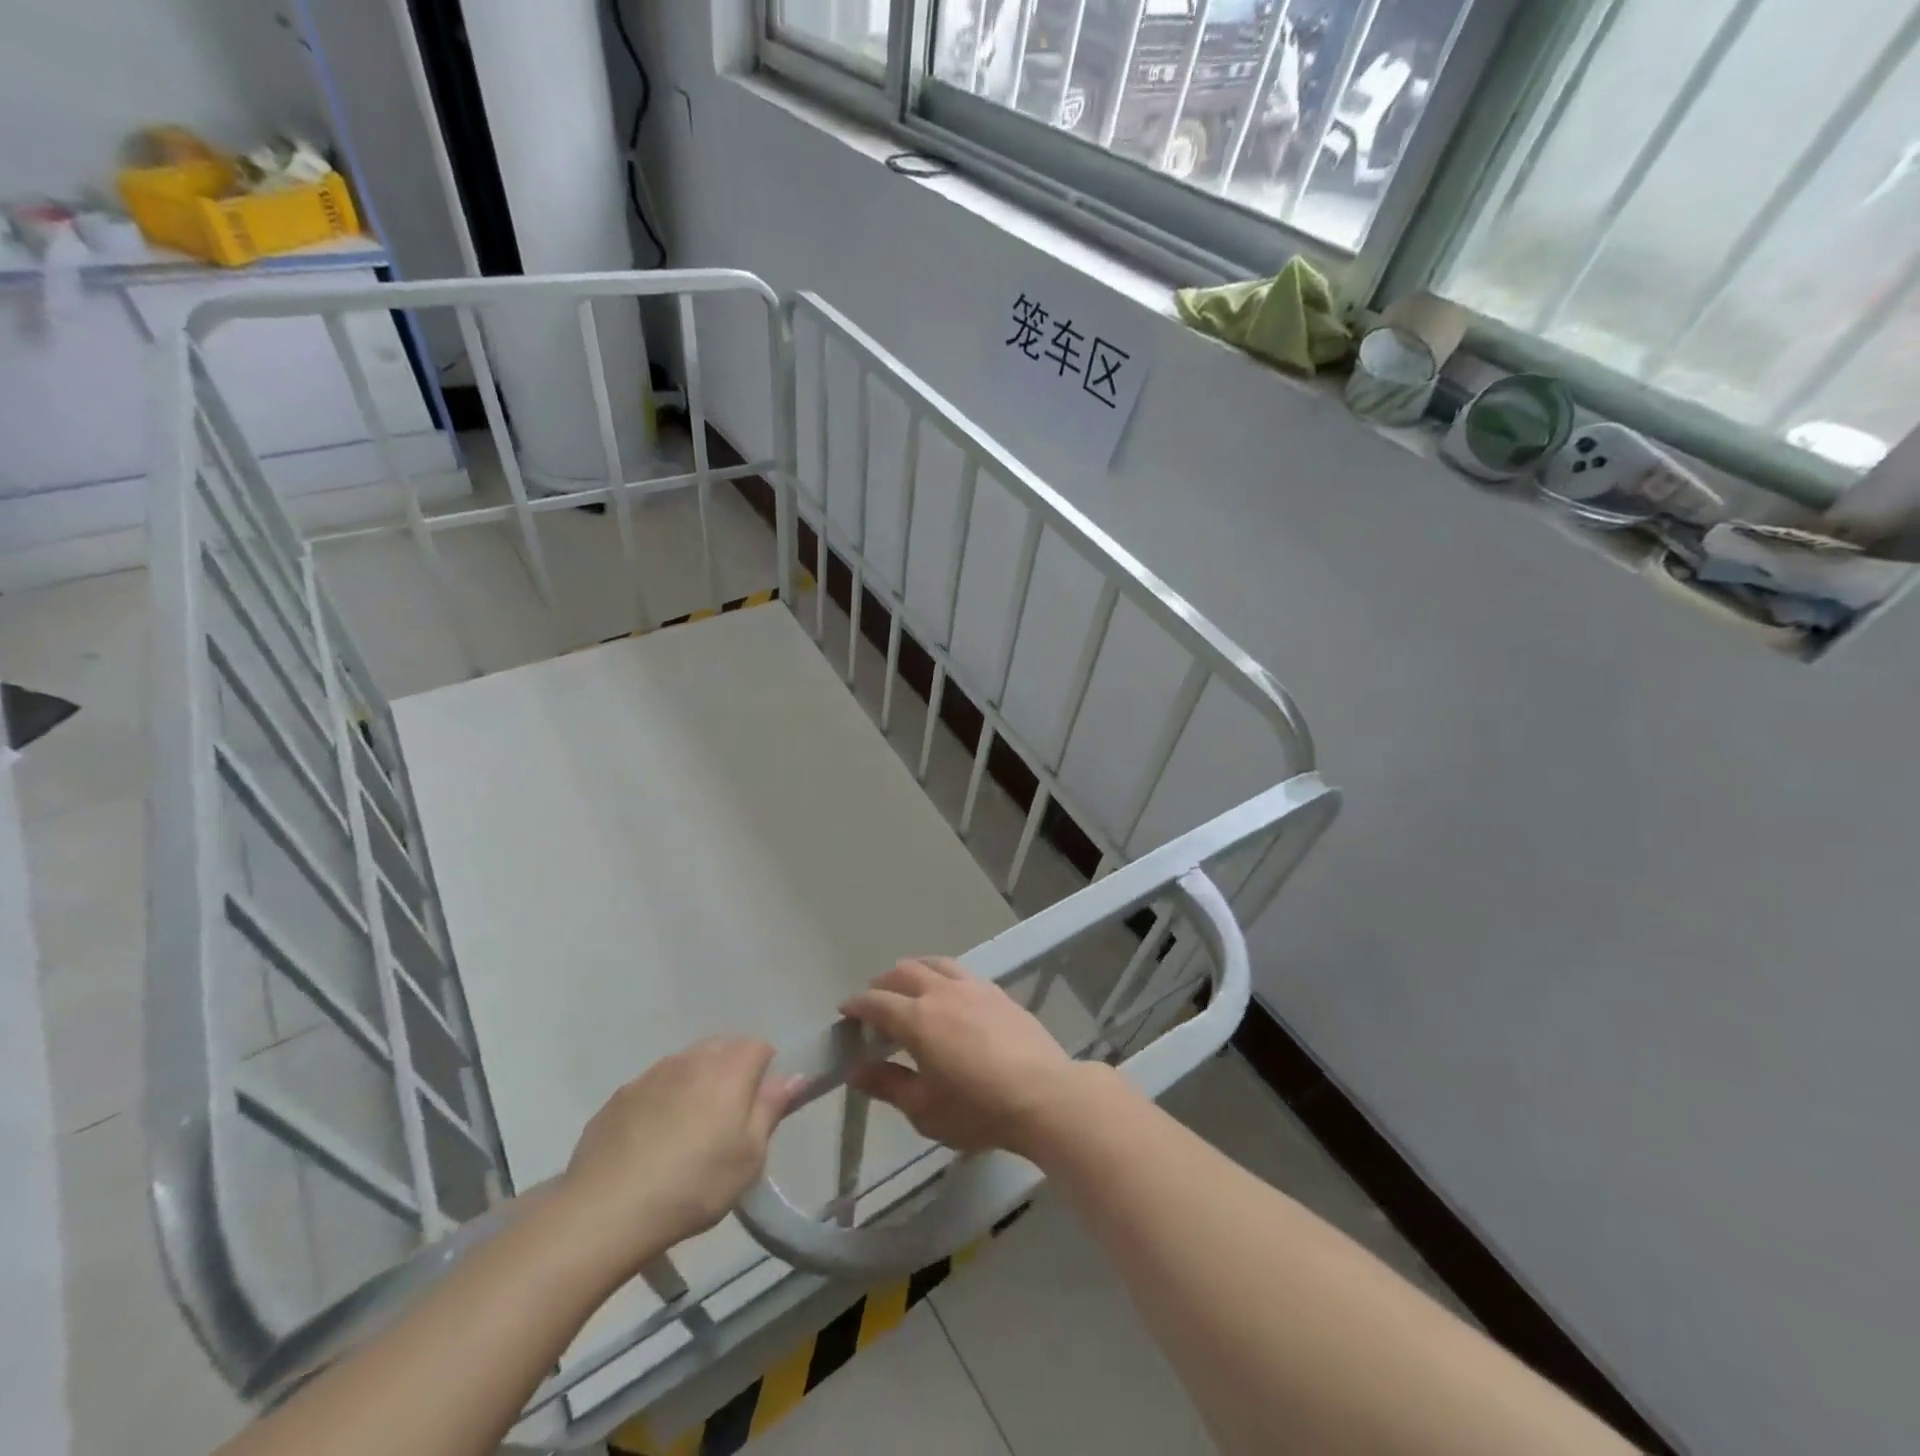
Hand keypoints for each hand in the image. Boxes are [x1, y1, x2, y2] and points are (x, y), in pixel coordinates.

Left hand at [557, 1038, 799, 1273]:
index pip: (759, 1046)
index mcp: (729, 1069)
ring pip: (685, 1065)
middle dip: (730, 1073)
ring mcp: (651, 1074)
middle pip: (722, 1048)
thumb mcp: (748, 1157)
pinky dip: (660, 1102)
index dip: (765, 1072)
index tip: (759, 1108)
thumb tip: (792, 1076)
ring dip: (694, 1085)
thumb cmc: (693, 1184)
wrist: (605, 1211)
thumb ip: (771, 1109)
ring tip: (688, 1131)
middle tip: (727, 1120)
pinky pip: (652, 1087)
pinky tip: (651, 1141)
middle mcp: (691, 1059)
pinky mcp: (618, 1097)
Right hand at [840, 958, 1110, 1159]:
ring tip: (910, 987)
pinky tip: (950, 994)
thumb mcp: (924, 1109)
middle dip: (883, 984)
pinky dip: (943, 975)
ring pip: (934, 963)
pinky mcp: (997, 992)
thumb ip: (887, 1085)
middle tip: (875, 1002)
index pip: (876, 1002)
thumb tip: (855, 1069)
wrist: (1044, 1094)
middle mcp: (941, 992)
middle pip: (904, 972)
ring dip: (914, 971)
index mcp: (917, 1019)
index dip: (857, 1005)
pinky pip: (961, 972)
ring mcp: (973, 987)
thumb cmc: (978, 1108)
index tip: (845, 1012)